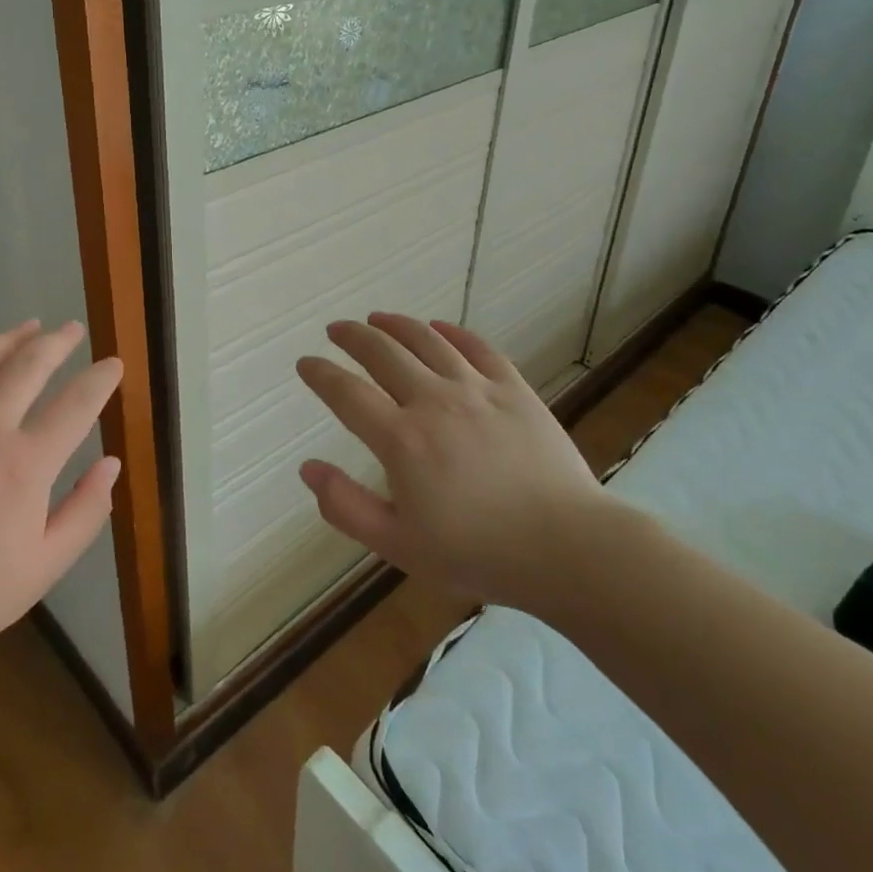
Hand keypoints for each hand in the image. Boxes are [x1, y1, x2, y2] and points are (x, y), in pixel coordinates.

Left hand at [0, 320, 122, 671]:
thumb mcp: (45, 567)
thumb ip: (86, 511)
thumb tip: (111, 464)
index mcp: (25, 464)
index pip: (77, 403)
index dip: (101, 379)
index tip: (114, 364)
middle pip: (29, 365)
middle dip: (58, 342)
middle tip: (73, 330)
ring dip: (10, 338)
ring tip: (30, 327)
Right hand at [296, 313, 612, 608]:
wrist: (566, 546)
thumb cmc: (477, 553)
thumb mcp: (398, 546)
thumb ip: (346, 507)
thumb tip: (308, 469)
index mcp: (401, 439)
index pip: (346, 393)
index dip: (320, 374)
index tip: (306, 363)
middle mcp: (433, 401)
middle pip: (382, 353)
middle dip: (352, 336)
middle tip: (336, 330)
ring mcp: (476, 389)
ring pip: (426, 340)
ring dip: (396, 324)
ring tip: (377, 318)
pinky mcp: (513, 388)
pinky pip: (477, 347)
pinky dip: (452, 331)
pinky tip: (438, 327)